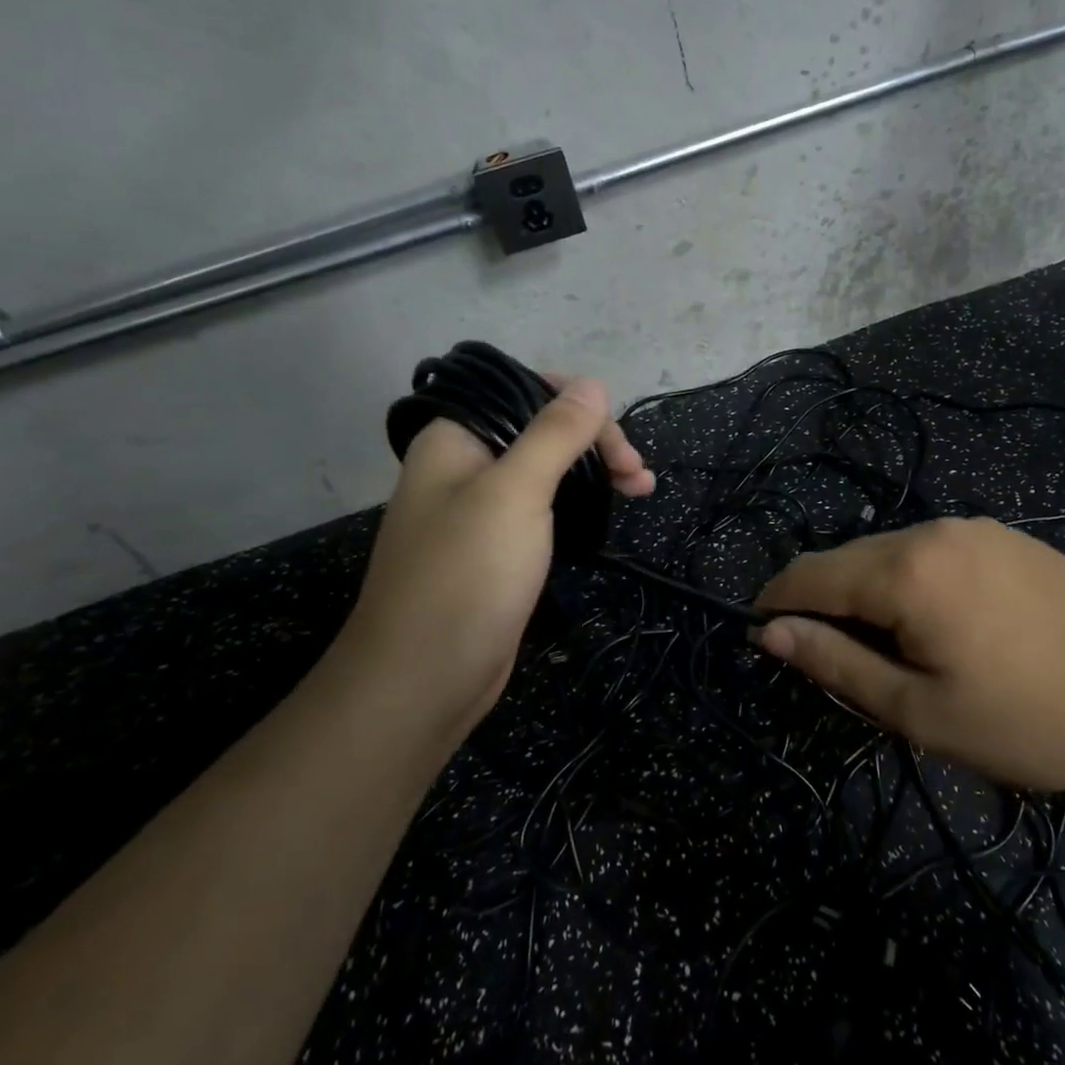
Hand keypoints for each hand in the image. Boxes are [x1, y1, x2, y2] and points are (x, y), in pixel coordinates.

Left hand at [335, 377, 653, 742]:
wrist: (423, 680)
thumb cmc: (467, 575)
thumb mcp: (516, 493)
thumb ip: (555, 433)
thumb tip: (593, 384)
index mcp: (455, 438)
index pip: (521, 390)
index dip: (574, 401)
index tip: (615, 436)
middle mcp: (464, 465)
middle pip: (539, 429)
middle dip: (594, 441)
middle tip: (637, 474)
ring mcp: (480, 509)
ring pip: (547, 470)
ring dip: (594, 472)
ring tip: (641, 489)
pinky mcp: (497, 549)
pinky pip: (543, 508)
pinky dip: (580, 505)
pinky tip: (608, 512)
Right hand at [752, 517, 1064, 791]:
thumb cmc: (1030, 719)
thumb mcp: (919, 711)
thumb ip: (836, 664)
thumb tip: (770, 632)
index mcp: (904, 570)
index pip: (807, 574)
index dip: (775, 604)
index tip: (764, 639)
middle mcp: (931, 530)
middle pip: (846, 560)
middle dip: (825, 606)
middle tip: (846, 670)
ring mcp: (972, 527)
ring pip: (887, 554)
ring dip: (868, 596)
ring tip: (899, 656)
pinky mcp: (1002, 537)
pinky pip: (929, 553)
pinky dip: (909, 584)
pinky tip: (944, 628)